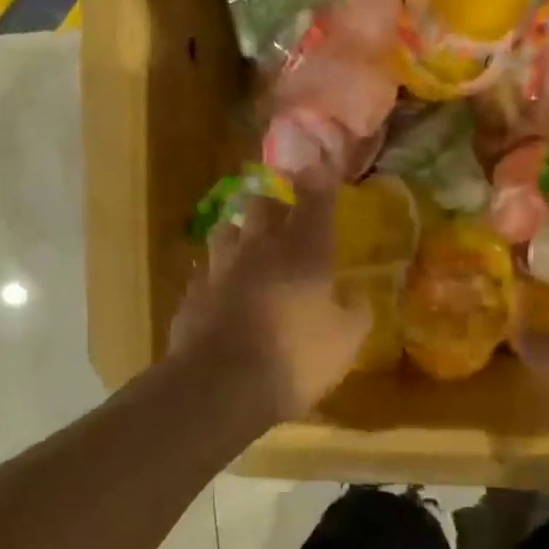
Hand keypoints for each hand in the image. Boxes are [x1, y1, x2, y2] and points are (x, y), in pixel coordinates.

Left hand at [170, 181, 369, 423]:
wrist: (220, 385)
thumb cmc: (296, 357)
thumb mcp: (346, 341)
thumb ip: (355, 312)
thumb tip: (356, 296)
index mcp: (304, 251)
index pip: (315, 200)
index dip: (320, 179)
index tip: (320, 163)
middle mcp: (259, 248)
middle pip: (262, 203)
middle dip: (274, 200)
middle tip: (283, 209)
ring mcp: (219, 268)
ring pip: (226, 230)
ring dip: (239, 231)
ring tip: (247, 244)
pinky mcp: (192, 294)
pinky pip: (205, 272)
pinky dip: (216, 275)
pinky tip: (221, 289)